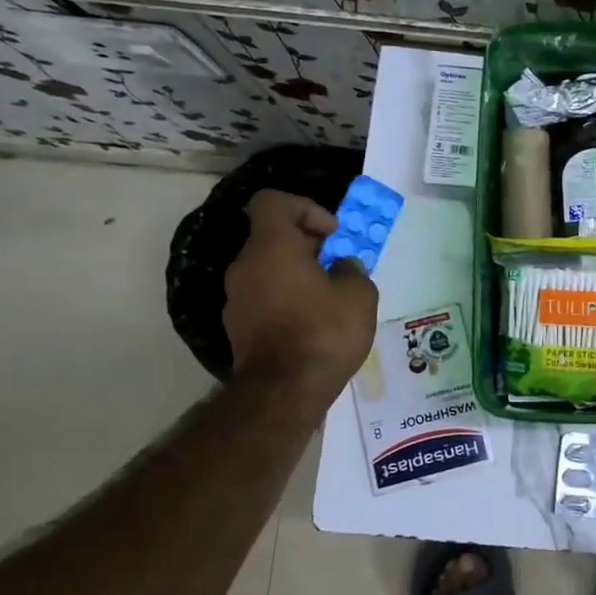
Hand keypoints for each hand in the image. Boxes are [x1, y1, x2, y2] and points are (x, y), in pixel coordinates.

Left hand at [223, 190, 377, 394]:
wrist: (283, 392)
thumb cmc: (324, 332)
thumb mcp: (359, 295)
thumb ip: (352, 270)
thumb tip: (342, 268)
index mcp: (271, 247)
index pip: (272, 202)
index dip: (305, 208)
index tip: (331, 234)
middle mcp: (245, 266)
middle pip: (273, 237)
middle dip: (309, 246)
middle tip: (339, 268)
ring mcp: (236, 299)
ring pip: (269, 270)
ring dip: (298, 275)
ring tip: (330, 301)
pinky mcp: (238, 327)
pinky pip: (265, 298)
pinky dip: (287, 301)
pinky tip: (313, 326)